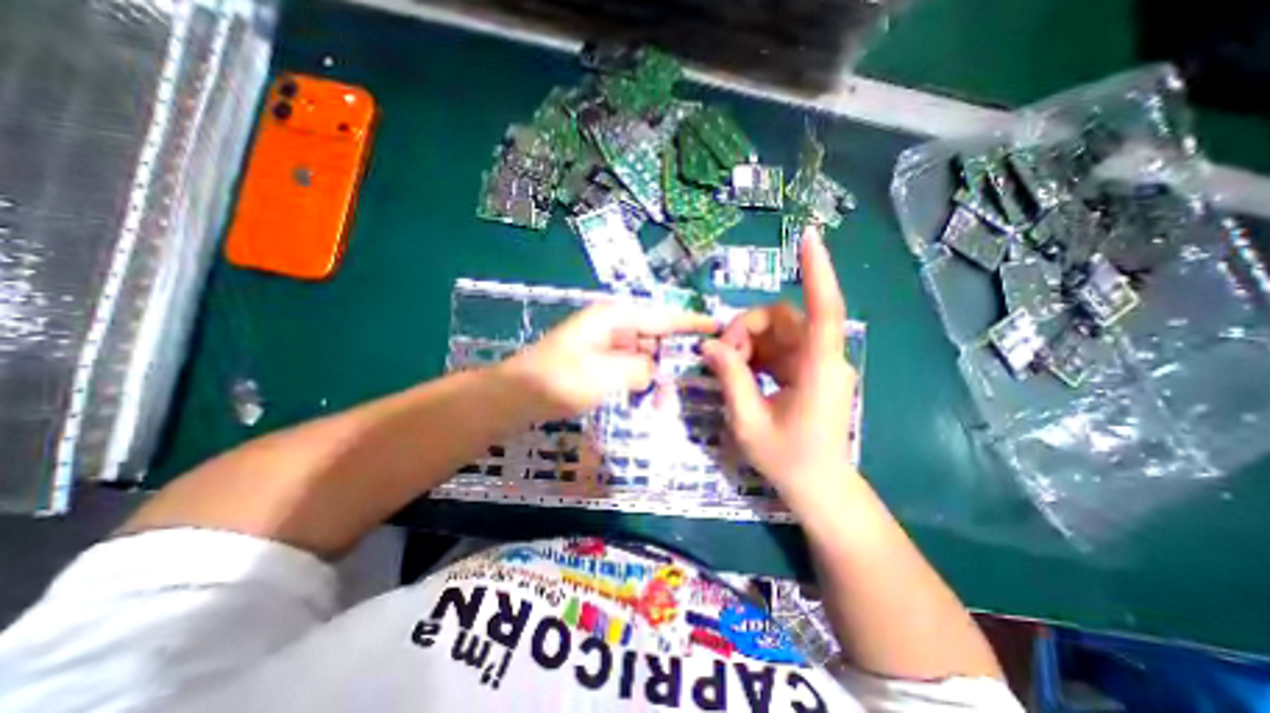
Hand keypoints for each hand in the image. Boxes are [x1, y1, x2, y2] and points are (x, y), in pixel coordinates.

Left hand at [498, 300, 717, 423]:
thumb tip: (652, 371)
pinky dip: (640, 380)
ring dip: (656, 375)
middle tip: (693, 380)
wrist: (517, 395)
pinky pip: (629, 367)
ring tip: (666, 400)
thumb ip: (640, 368)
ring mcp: (605, 343)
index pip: (663, 317)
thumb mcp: (606, 373)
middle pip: (655, 336)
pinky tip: (647, 397)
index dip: (692, 322)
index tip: (718, 326)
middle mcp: (613, 325)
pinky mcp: (599, 361)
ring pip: (643, 355)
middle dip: (673, 358)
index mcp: (615, 317)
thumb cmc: (559, 379)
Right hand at [699, 229, 857, 513]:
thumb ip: (730, 378)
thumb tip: (709, 346)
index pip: (824, 310)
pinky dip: (754, 353)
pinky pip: (777, 348)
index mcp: (818, 369)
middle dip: (746, 329)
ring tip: (728, 368)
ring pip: (776, 331)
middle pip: (782, 319)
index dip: (817, 272)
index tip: (808, 237)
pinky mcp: (807, 371)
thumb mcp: (749, 421)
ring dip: (747, 342)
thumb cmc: (788, 460)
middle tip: (722, 357)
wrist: (818, 488)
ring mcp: (816, 364)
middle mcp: (822, 358)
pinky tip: (740, 371)